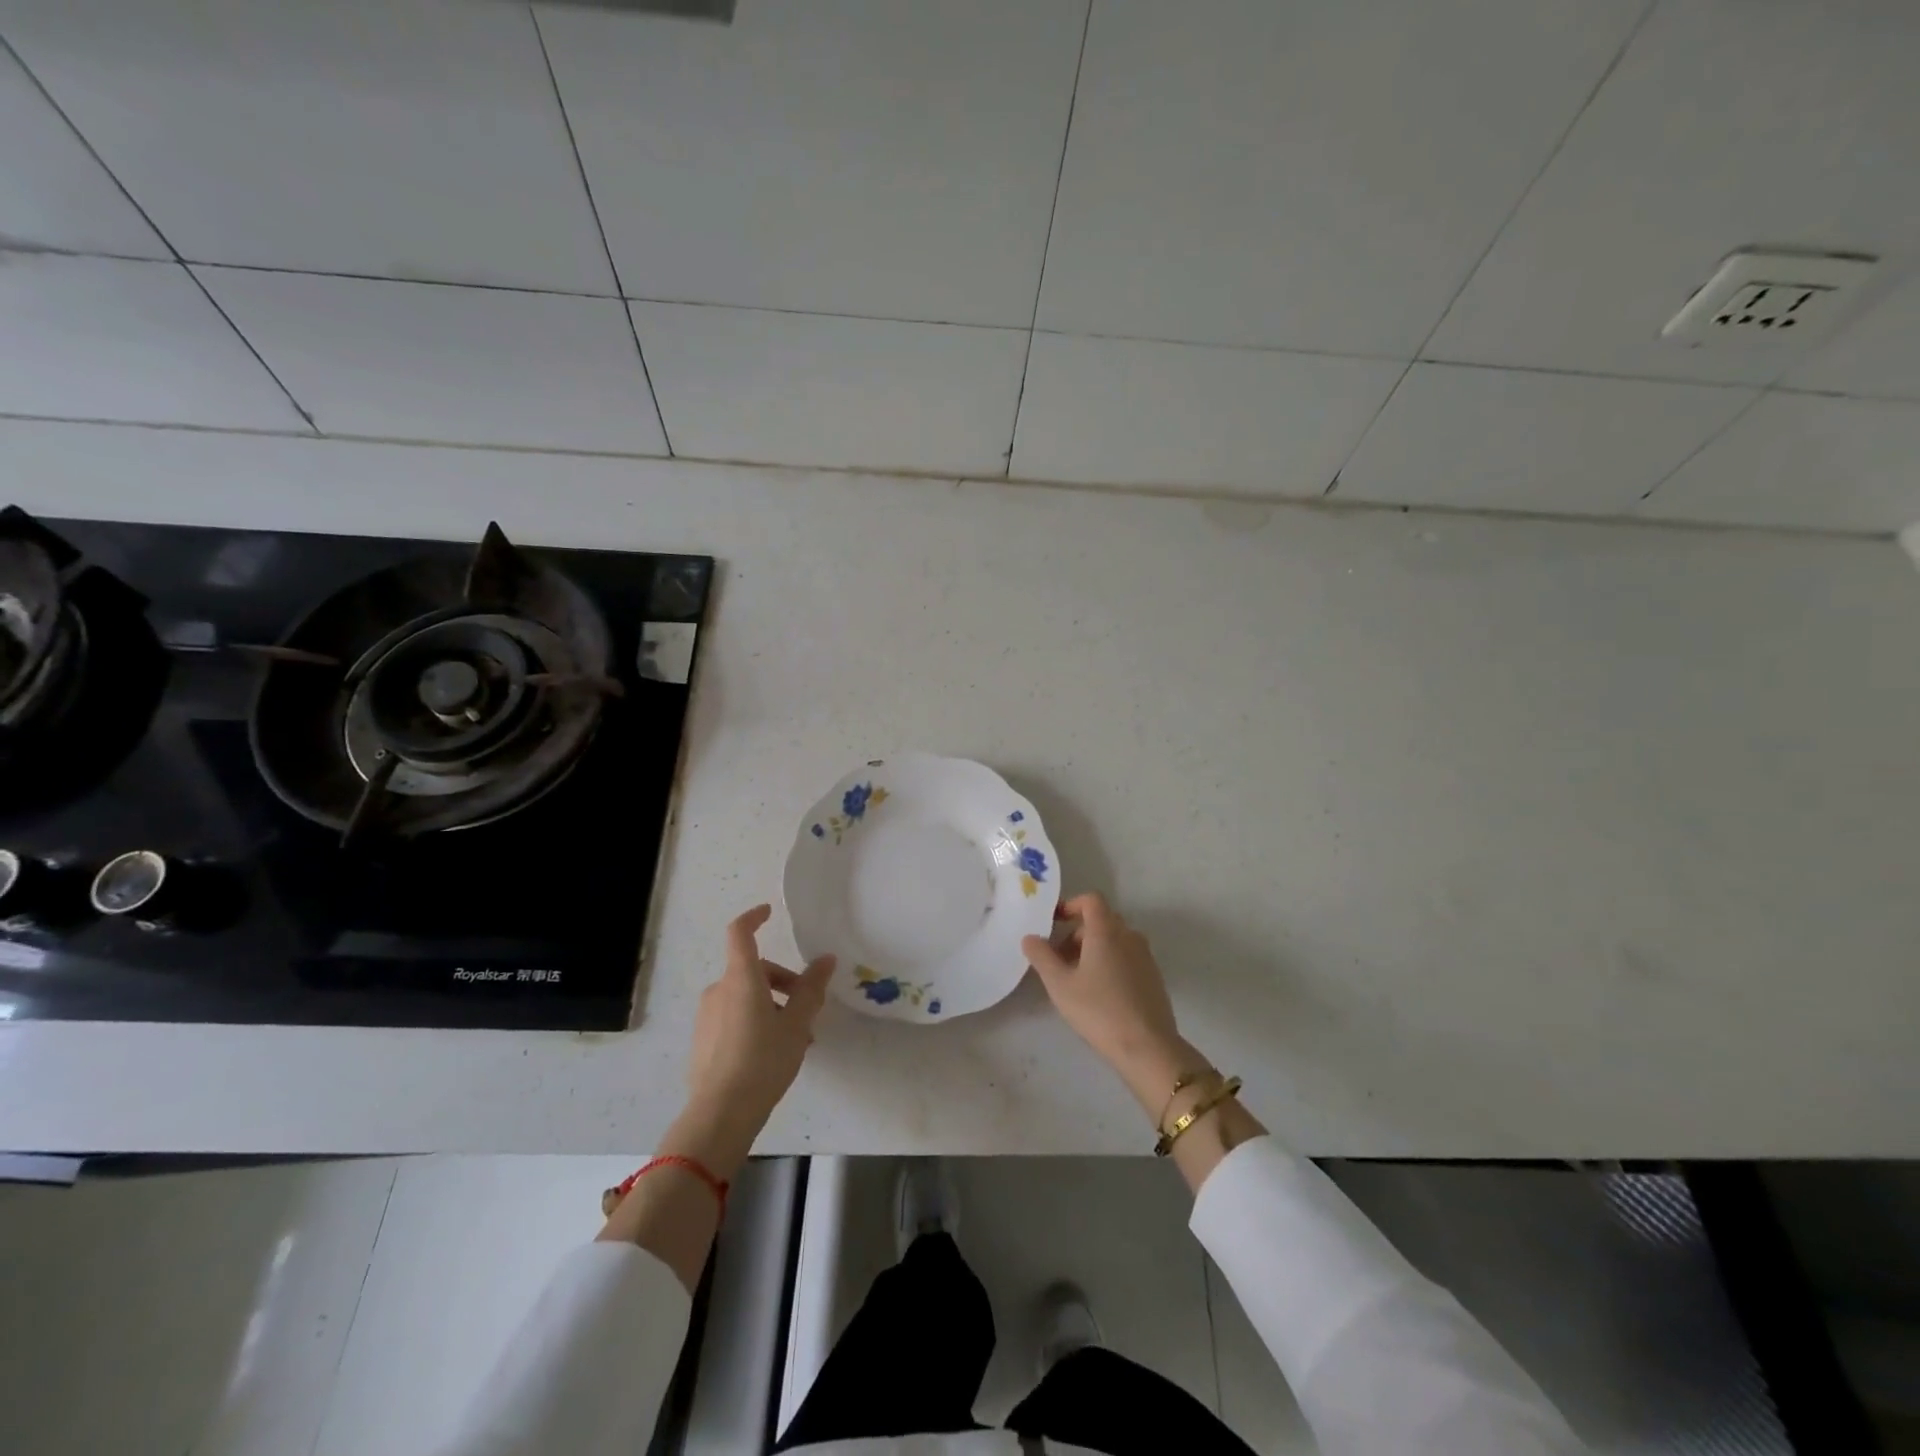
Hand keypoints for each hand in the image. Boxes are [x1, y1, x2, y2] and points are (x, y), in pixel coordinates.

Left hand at [685, 905, 835, 1156]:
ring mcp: (707, 1016)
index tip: (769, 913)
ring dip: (772, 1007)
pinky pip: (733, 1018)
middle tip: (808, 1010)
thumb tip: (826, 959)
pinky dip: (755, 1023)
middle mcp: (719, 990)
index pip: (740, 933)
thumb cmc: (763, 1061)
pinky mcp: (703, 1041)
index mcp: (741, 978)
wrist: (720, 1114)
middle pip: (753, 970)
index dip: (754, 917)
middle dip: (783, 982)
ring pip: (745, 997)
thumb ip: (811, 989)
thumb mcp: (797, 1024)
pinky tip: (773, 1054)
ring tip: (797, 1039)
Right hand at [1023, 892, 1197, 1111]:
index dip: (1071, 905)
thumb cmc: (1098, 1010)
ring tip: (1076, 978)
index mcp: (1107, 931)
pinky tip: (1099, 992)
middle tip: (1059, 957)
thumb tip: (1029, 937)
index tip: (1054, 922)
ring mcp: (1145, 956)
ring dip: (1093, 948)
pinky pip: (1127, 956)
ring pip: (1115, 940)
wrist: (1147, 1046)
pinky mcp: (1153, 976)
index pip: (1091, 900)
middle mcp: (1129, 936)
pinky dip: (1110, 961)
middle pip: (1102, 920)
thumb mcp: (1060, 984)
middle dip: (1077, 932)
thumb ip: (1041, 956)